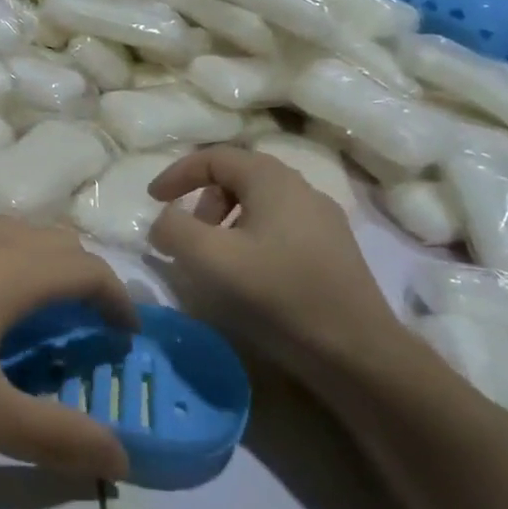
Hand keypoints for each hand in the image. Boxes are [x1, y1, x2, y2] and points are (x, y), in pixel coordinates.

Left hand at [0, 219, 134, 479]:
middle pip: (58, 242)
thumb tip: (122, 460)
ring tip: (39, 317)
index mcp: (14, 270)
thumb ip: (56, 437)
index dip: (119, 301)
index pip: (90, 269)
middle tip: (87, 329)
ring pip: (19, 234)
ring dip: (45, 267)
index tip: (124, 339)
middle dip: (86, 280)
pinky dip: (8, 262)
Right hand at [147, 146, 414, 386]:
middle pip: (239, 177)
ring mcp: (324, 220)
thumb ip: (174, 229)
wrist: (354, 351)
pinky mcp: (334, 251)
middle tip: (187, 235)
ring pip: (261, 204)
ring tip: (215, 259)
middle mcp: (302, 189)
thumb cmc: (276, 294)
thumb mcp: (209, 258)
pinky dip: (252, 238)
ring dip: (226, 222)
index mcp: (272, 180)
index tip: (153, 200)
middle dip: (203, 200)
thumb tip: (164, 220)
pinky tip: (250, 276)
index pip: (214, 157)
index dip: (177, 174)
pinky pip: (281, 228)